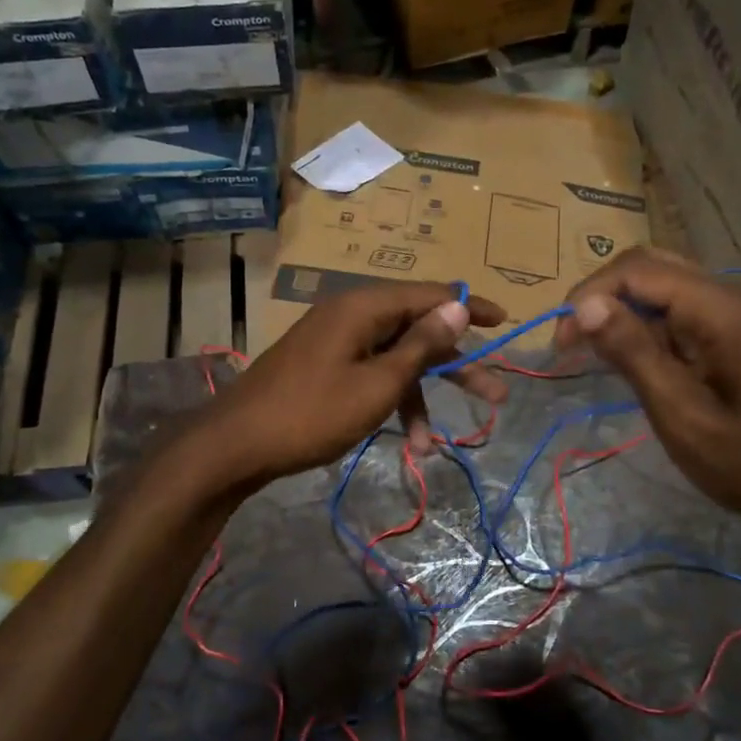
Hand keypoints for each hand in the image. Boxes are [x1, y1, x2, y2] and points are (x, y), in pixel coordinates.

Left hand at [198, 282, 507, 487]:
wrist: (236, 445)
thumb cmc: (312, 413)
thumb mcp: (378, 383)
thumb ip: (421, 345)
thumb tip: (458, 305)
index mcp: (364, 308)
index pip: (430, 295)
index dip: (470, 307)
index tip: (504, 322)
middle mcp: (352, 316)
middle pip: (417, 331)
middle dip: (454, 367)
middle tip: (495, 395)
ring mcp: (336, 343)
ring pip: (394, 361)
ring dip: (419, 399)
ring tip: (435, 445)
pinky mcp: (325, 368)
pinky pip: (370, 376)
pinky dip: (389, 404)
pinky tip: (403, 443)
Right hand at [555, 248, 740, 565]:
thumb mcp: (684, 416)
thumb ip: (635, 354)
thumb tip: (584, 304)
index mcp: (721, 310)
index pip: (637, 270)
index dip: (589, 296)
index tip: (561, 345)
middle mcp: (731, 298)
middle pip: (651, 267)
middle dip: (602, 296)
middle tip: (572, 343)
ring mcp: (739, 315)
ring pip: (665, 287)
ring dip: (623, 311)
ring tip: (593, 353)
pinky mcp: (739, 336)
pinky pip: (682, 313)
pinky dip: (647, 328)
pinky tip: (633, 361)